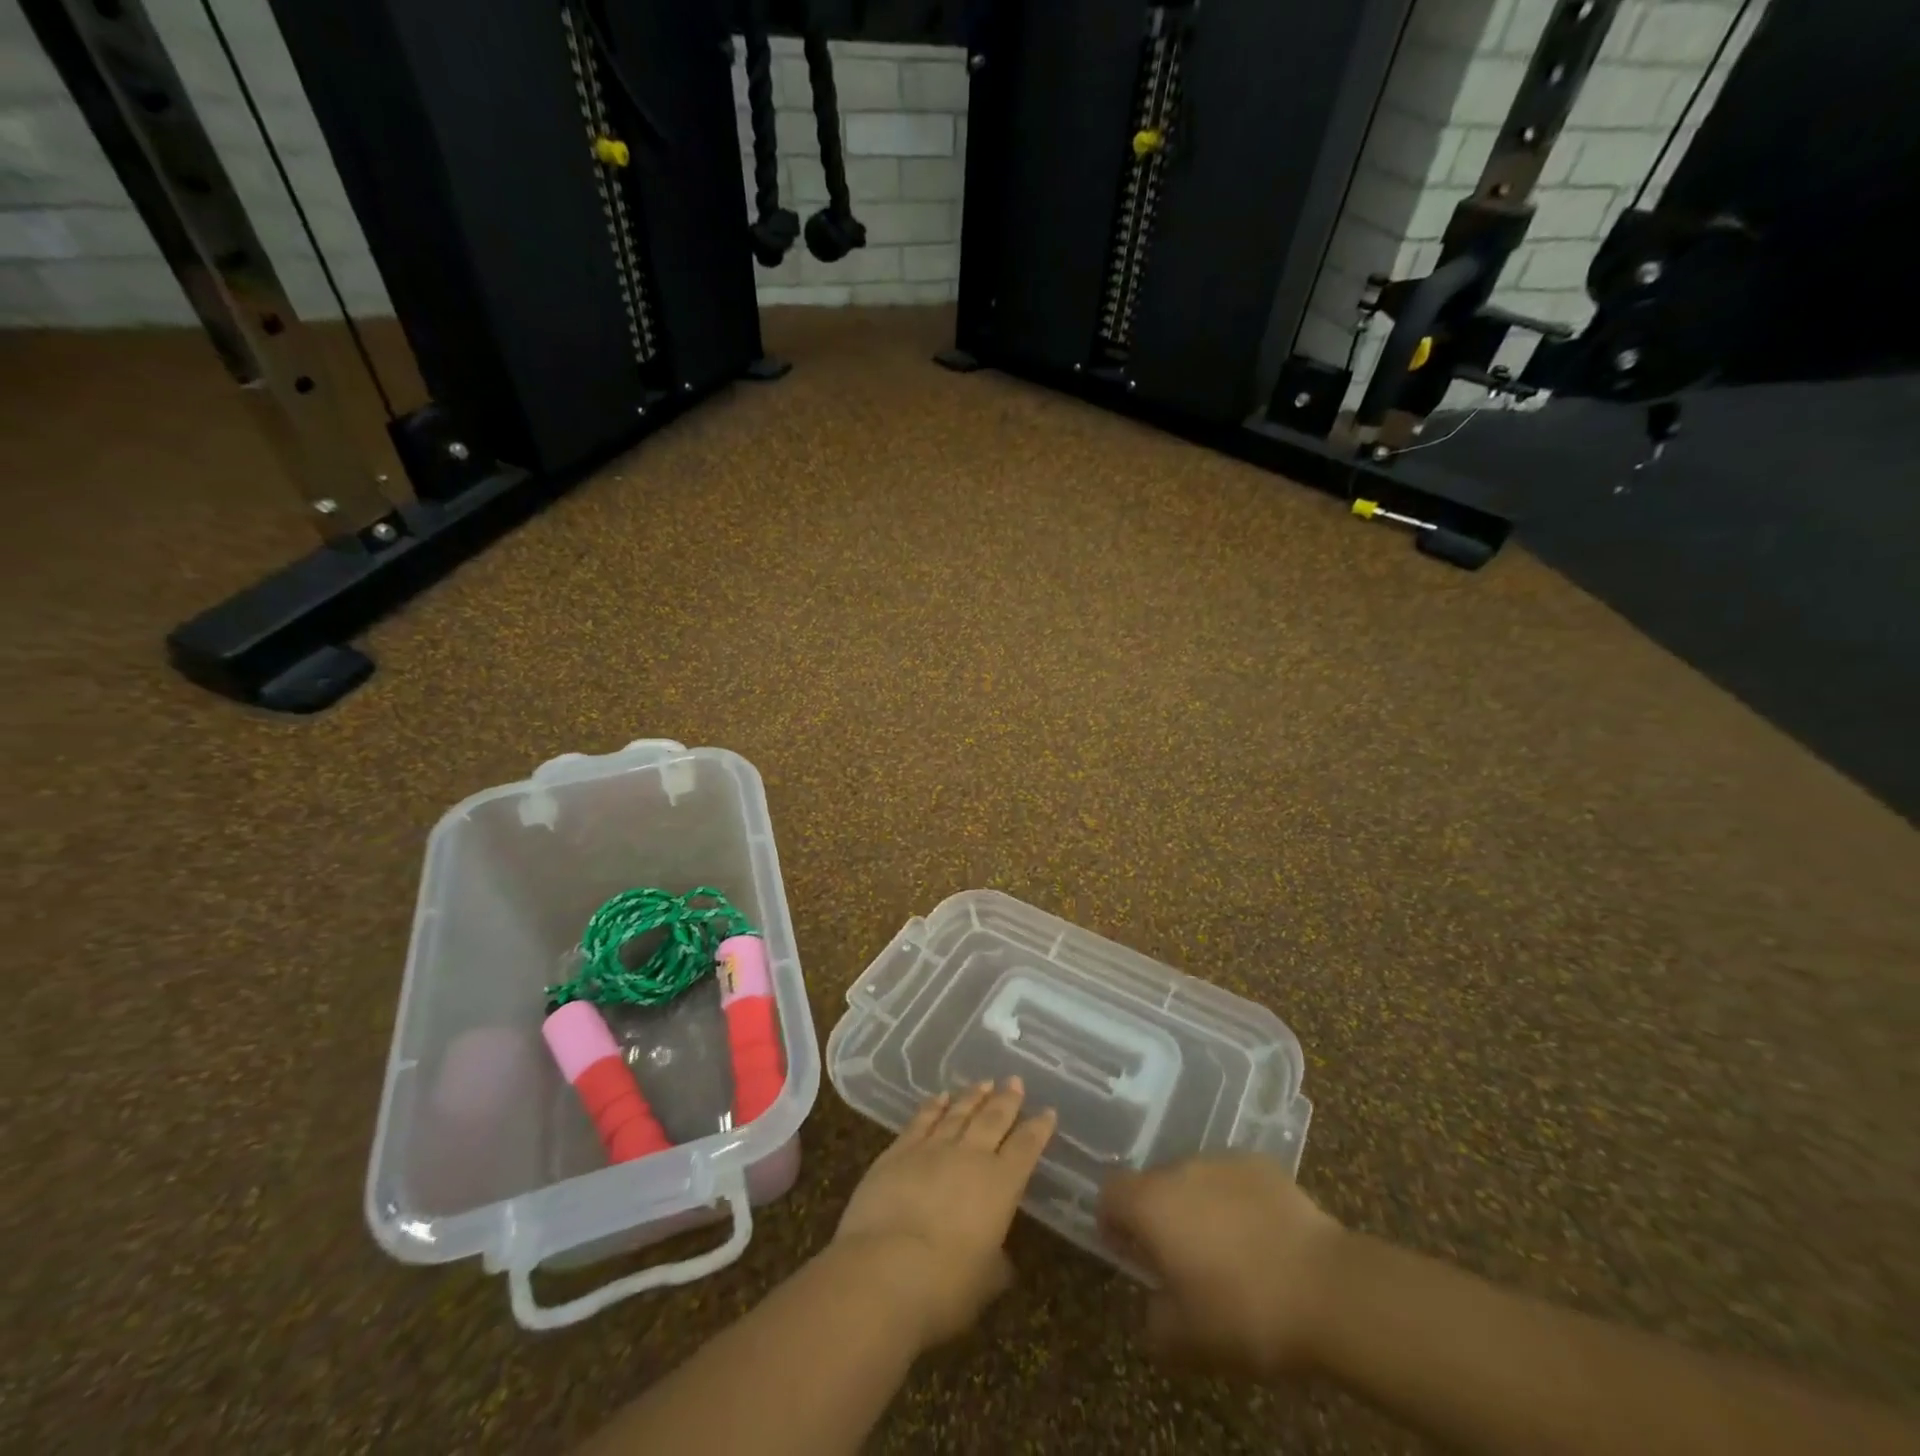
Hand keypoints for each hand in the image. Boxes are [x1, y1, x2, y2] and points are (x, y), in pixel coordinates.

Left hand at [826, 1079, 1055, 1351]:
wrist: (885, 1270)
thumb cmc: (945, 1287)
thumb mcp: (984, 1283)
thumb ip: (996, 1264)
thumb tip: (1000, 1259)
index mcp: (1000, 1185)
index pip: (1026, 1148)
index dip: (1038, 1129)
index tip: (1048, 1111)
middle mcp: (970, 1156)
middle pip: (993, 1119)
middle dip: (1007, 1099)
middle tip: (1015, 1081)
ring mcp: (932, 1149)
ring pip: (959, 1112)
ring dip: (973, 1096)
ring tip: (984, 1082)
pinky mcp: (898, 1151)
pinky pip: (922, 1120)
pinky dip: (933, 1106)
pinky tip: (940, 1097)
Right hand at [1098, 1155, 1347, 1378]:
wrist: (1327, 1288)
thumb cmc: (1245, 1313)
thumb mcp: (1188, 1341)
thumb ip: (1154, 1321)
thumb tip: (1153, 1305)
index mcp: (1151, 1204)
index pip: (1110, 1192)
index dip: (1112, 1221)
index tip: (1130, 1253)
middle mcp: (1179, 1169)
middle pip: (1153, 1184)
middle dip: (1160, 1217)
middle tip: (1182, 1262)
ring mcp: (1222, 1161)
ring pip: (1194, 1180)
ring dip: (1198, 1207)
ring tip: (1226, 1252)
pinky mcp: (1261, 1164)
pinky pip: (1233, 1180)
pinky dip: (1236, 1201)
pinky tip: (1261, 1238)